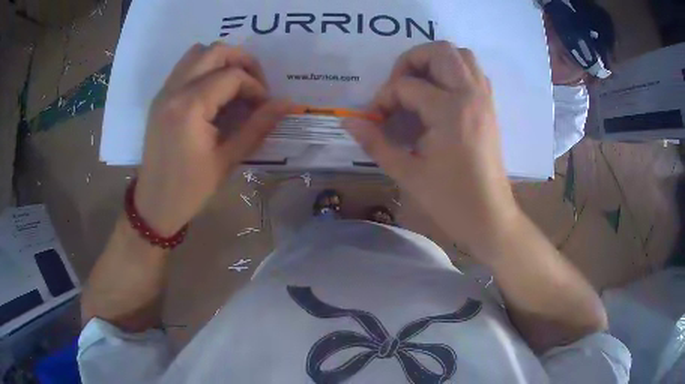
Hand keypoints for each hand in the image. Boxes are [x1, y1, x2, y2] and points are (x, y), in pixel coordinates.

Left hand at [135, 42, 289, 234]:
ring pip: (197, 53)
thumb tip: (287, 104)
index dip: (255, 87)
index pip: (232, 76)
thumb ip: (258, 126)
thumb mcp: (227, 160)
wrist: (154, 204)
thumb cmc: (190, 189)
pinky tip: (214, 92)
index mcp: (189, 107)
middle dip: (242, 61)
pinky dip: (204, 68)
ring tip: (235, 84)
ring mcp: (164, 92)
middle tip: (254, 84)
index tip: (264, 107)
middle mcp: (174, 90)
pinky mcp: (160, 98)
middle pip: (214, 51)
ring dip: (221, 60)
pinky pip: (184, 67)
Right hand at [344, 41, 519, 251]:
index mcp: (449, 111)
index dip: (383, 98)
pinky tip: (441, 95)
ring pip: (462, 55)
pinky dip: (455, 72)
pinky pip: (474, 72)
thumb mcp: (407, 173)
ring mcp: (484, 99)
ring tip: (419, 85)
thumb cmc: (450, 200)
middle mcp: (470, 95)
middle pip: (440, 50)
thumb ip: (375, 142)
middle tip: (397, 86)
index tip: (375, 119)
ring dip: (436, 61)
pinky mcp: (490, 107)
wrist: (490, 217)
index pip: (406, 86)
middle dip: (411, 61)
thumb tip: (349, 121)